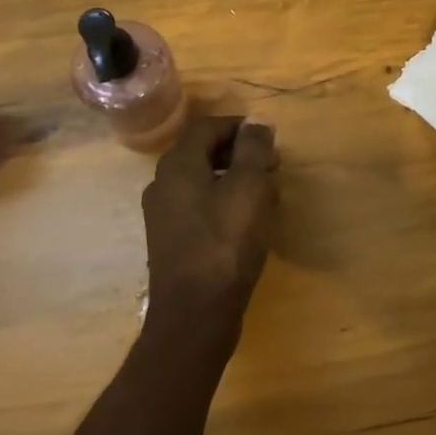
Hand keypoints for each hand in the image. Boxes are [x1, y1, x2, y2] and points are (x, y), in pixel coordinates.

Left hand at [141, 115, 278, 335]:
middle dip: (240, 154)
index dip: (239, 127)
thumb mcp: (248, 188)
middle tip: (272, 166)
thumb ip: (253, 149)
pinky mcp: (171, 242)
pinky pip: (199, 207)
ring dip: (235, 180)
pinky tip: (248, 223)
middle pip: (202, 153)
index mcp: (177, 165)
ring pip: (202, 181)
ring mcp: (163, 216)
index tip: (269, 138)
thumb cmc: (225, 243)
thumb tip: (257, 120)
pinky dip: (224, 203)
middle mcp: (163, 184)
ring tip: (267, 195)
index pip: (206, 127)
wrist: (195, 314)